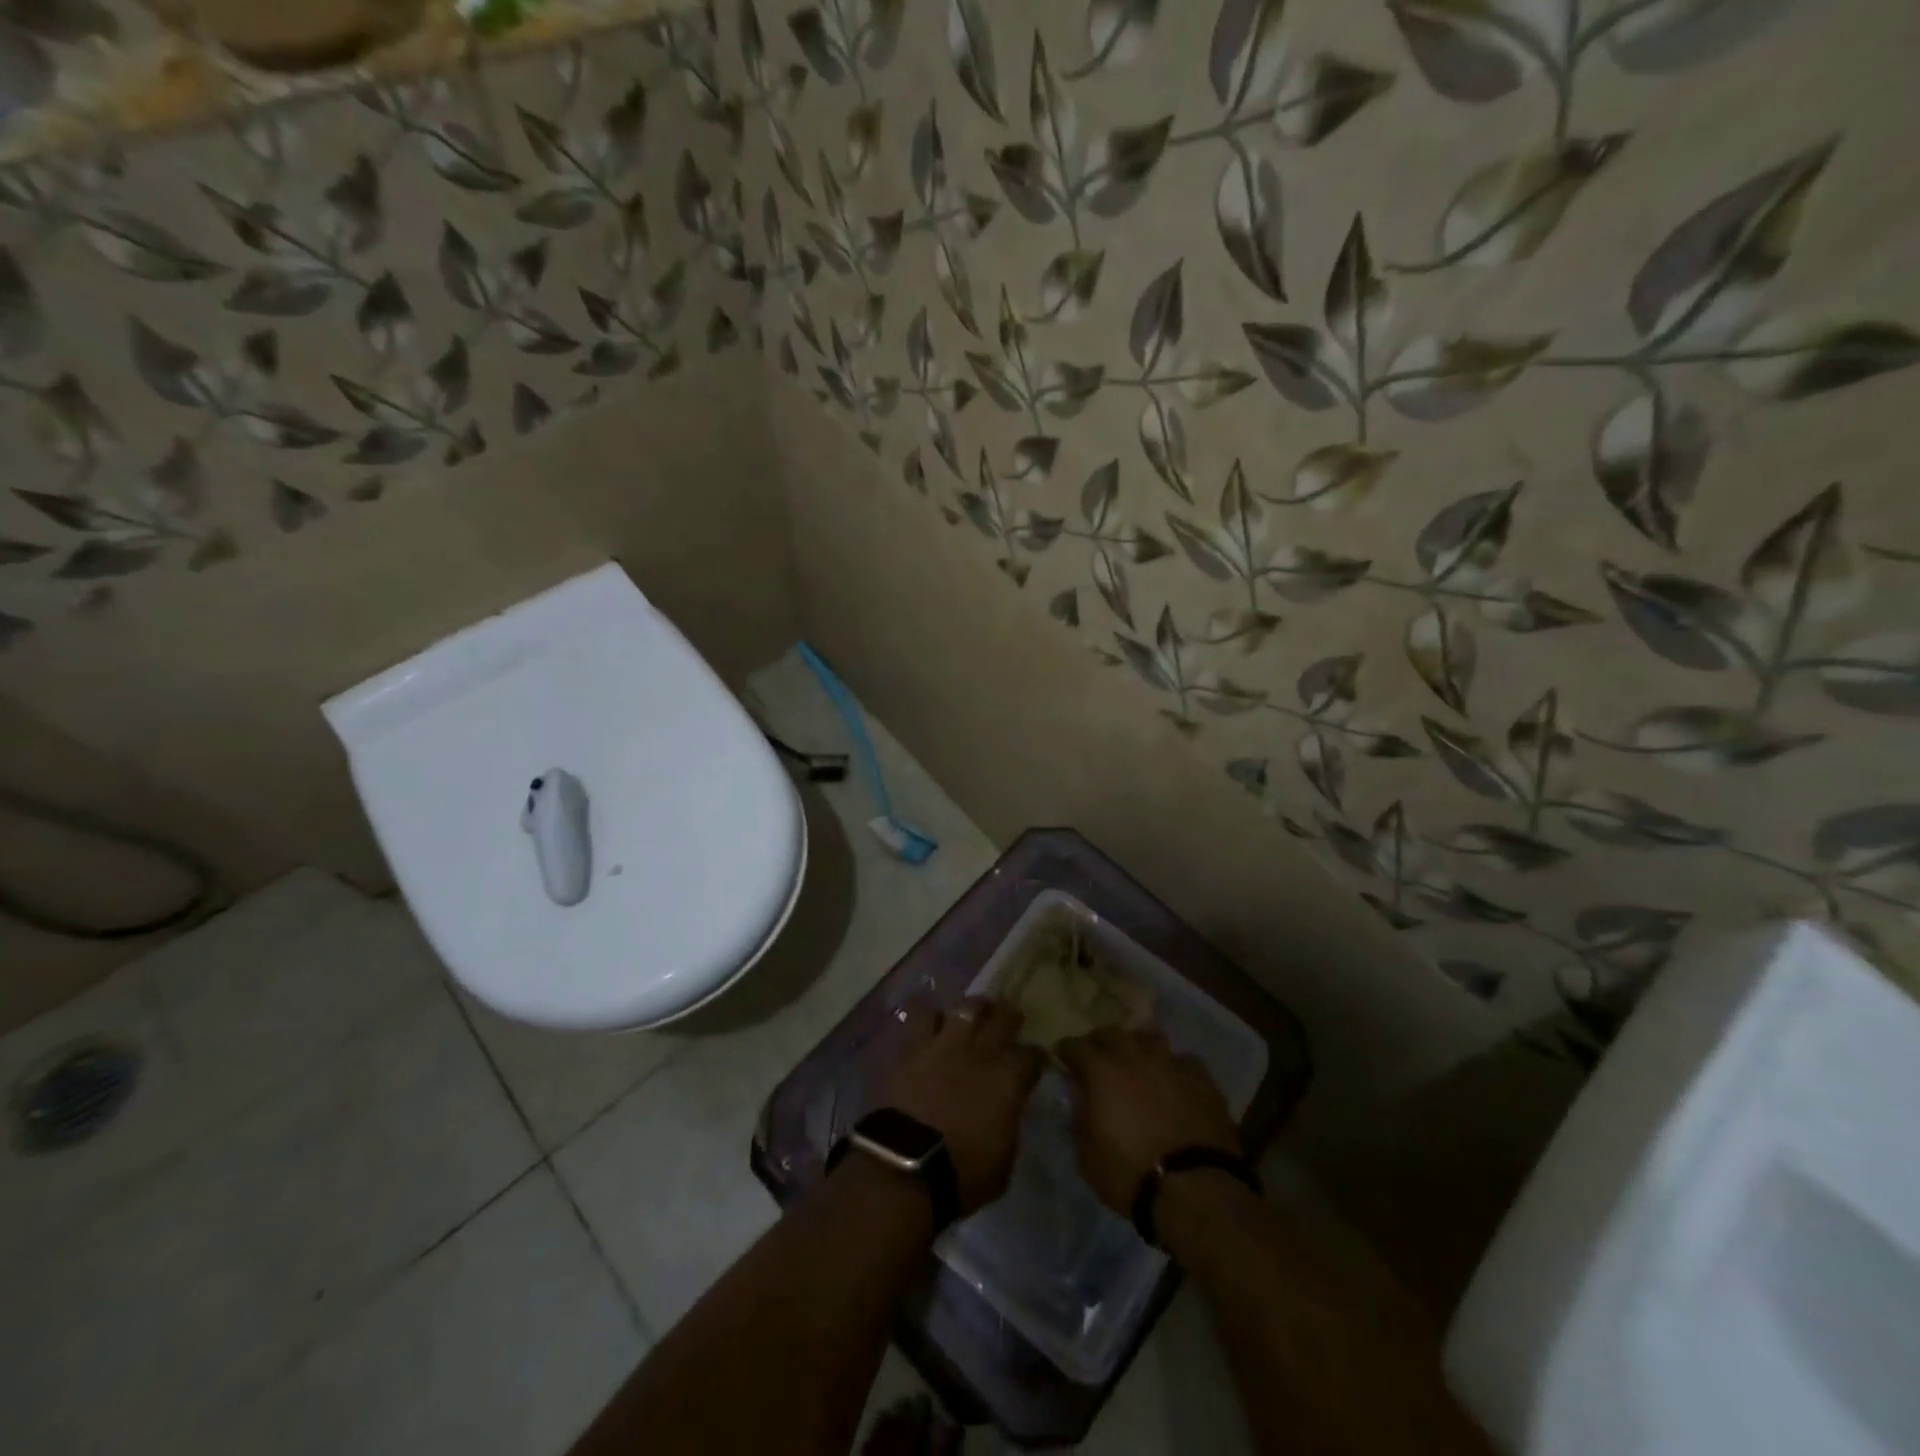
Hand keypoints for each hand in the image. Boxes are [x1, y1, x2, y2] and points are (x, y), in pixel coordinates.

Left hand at [879, 999, 1044, 1215]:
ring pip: (965, 1008)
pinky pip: (921, 1016)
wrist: (905, 1166)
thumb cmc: (962, 1174)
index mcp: (1008, 1080)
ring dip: (972, 1008)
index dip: (1036, 1056)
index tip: (1035, 1058)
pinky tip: (931, 1018)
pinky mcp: (912, 1047)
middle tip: (1010, 1016)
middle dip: (1009, 1017)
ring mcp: (945, 1045)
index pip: (1032, 1056)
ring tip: (973, 1010)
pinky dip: (929, 1015)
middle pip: (1002, 1019)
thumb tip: (1007, 1111)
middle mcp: (980, 1053)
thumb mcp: (1004, 1161)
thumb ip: (1008, 1125)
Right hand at [1057, 1027, 1240, 1215]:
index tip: (1063, 1057)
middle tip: (1098, 1057)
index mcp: (1102, 1071)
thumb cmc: (1131, 1176)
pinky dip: (1172, 1067)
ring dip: (1137, 1047)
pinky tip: (1174, 1081)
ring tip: (1137, 1062)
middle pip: (1112, 1032)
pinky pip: (1182, 1060)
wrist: (1196, 1190)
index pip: (1076, 1046)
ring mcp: (1170, 1063)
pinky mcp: (1202, 1078)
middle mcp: (1134, 1056)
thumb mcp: (1087, 1158)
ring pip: (1149, 1038)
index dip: (1067, 1050)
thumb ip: (1079, 1120)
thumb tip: (1080, 1099)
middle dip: (1101, 1042)